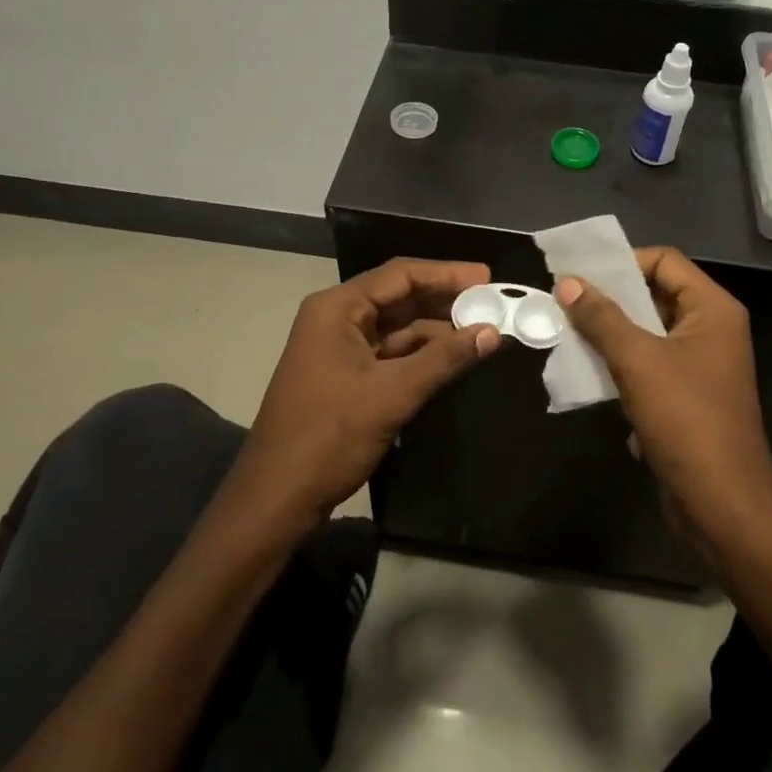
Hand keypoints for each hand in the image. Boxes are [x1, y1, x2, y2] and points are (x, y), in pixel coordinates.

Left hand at [236, 260, 501, 529]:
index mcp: (338, 309)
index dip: (447, 273)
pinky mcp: (347, 377)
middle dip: (446, 300)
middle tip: (494, 303)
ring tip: (484, 330)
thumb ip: (444, 359)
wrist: (276, 498)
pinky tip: (455, 358)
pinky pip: (391, 354)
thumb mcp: (392, 395)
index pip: (400, 275)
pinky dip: (423, 355)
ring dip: (438, 330)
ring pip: (398, 328)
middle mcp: (337, 319)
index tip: (488, 277)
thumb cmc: (328, 437)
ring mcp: (340, 349)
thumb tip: (494, 332)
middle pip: (400, 297)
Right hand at [555, 248, 771, 531]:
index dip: (623, 262)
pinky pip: (648, 365)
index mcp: (712, 309)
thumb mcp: (637, 360)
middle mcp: (710, 330)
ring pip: (647, 332)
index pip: (665, 260)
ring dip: (610, 333)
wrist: (720, 503)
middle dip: (610, 298)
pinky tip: (588, 373)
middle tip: (565, 302)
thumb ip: (601, 317)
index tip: (581, 277)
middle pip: (655, 294)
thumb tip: (568, 283)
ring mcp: (699, 366)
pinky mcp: (685, 398)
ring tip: (568, 334)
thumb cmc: (685, 419)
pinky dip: (620, 365)